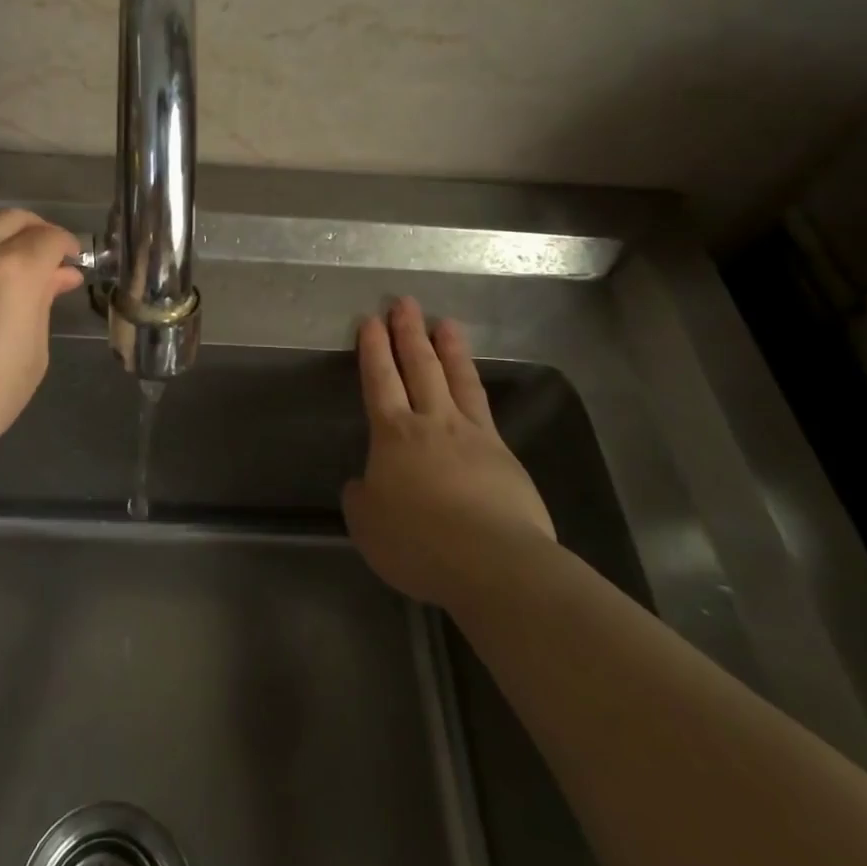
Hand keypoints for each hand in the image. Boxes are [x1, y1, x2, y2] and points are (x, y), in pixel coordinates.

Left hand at [0, 209, 82, 479]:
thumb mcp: (32, 355)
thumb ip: (43, 305)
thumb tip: (56, 277)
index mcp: (13, 269)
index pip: (49, 237)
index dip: (67, 245)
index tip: (73, 263)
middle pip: (11, 219)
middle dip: (36, 230)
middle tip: (48, 259)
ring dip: (1, 246)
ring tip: (11, 283)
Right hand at [342, 297, 555, 607]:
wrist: (493, 562)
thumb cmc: (418, 542)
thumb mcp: (368, 526)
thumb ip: (362, 498)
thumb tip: (365, 483)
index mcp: (393, 435)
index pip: (380, 380)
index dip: (373, 349)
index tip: (371, 320)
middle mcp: (432, 423)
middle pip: (419, 367)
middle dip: (408, 333)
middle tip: (404, 303)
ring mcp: (473, 435)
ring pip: (458, 379)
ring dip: (449, 348)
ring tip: (445, 323)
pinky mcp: (504, 454)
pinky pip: (484, 408)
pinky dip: (475, 387)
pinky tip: (474, 383)